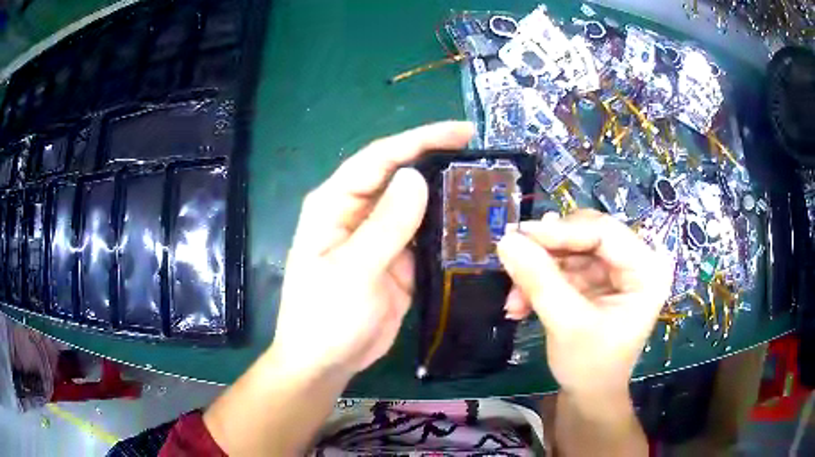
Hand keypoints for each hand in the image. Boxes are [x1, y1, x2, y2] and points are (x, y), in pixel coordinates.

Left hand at [270, 121, 474, 378]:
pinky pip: (427, 235)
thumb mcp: (352, 273)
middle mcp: (358, 212)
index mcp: (335, 205)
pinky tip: (475, 222)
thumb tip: (415, 177)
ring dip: (447, 193)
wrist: (326, 363)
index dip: (420, 139)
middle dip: (439, 160)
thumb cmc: (325, 319)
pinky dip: (449, 227)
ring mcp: (381, 236)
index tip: (462, 132)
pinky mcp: (399, 259)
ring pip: (418, 203)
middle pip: (401, 175)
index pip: (379, 159)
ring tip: (488, 183)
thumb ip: (385, 226)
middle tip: (483, 155)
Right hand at [498, 209, 671, 396]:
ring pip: (570, 249)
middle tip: (513, 262)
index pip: (604, 233)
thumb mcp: (566, 324)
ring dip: (539, 270)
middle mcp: (636, 261)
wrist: (589, 396)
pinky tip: (521, 303)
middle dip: (547, 253)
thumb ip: (539, 280)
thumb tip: (506, 239)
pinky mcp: (599, 280)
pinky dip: (541, 281)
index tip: (518, 235)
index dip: (561, 231)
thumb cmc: (590, 366)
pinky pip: (565, 266)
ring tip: (514, 299)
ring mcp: (617, 270)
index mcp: (647, 270)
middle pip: (586, 235)